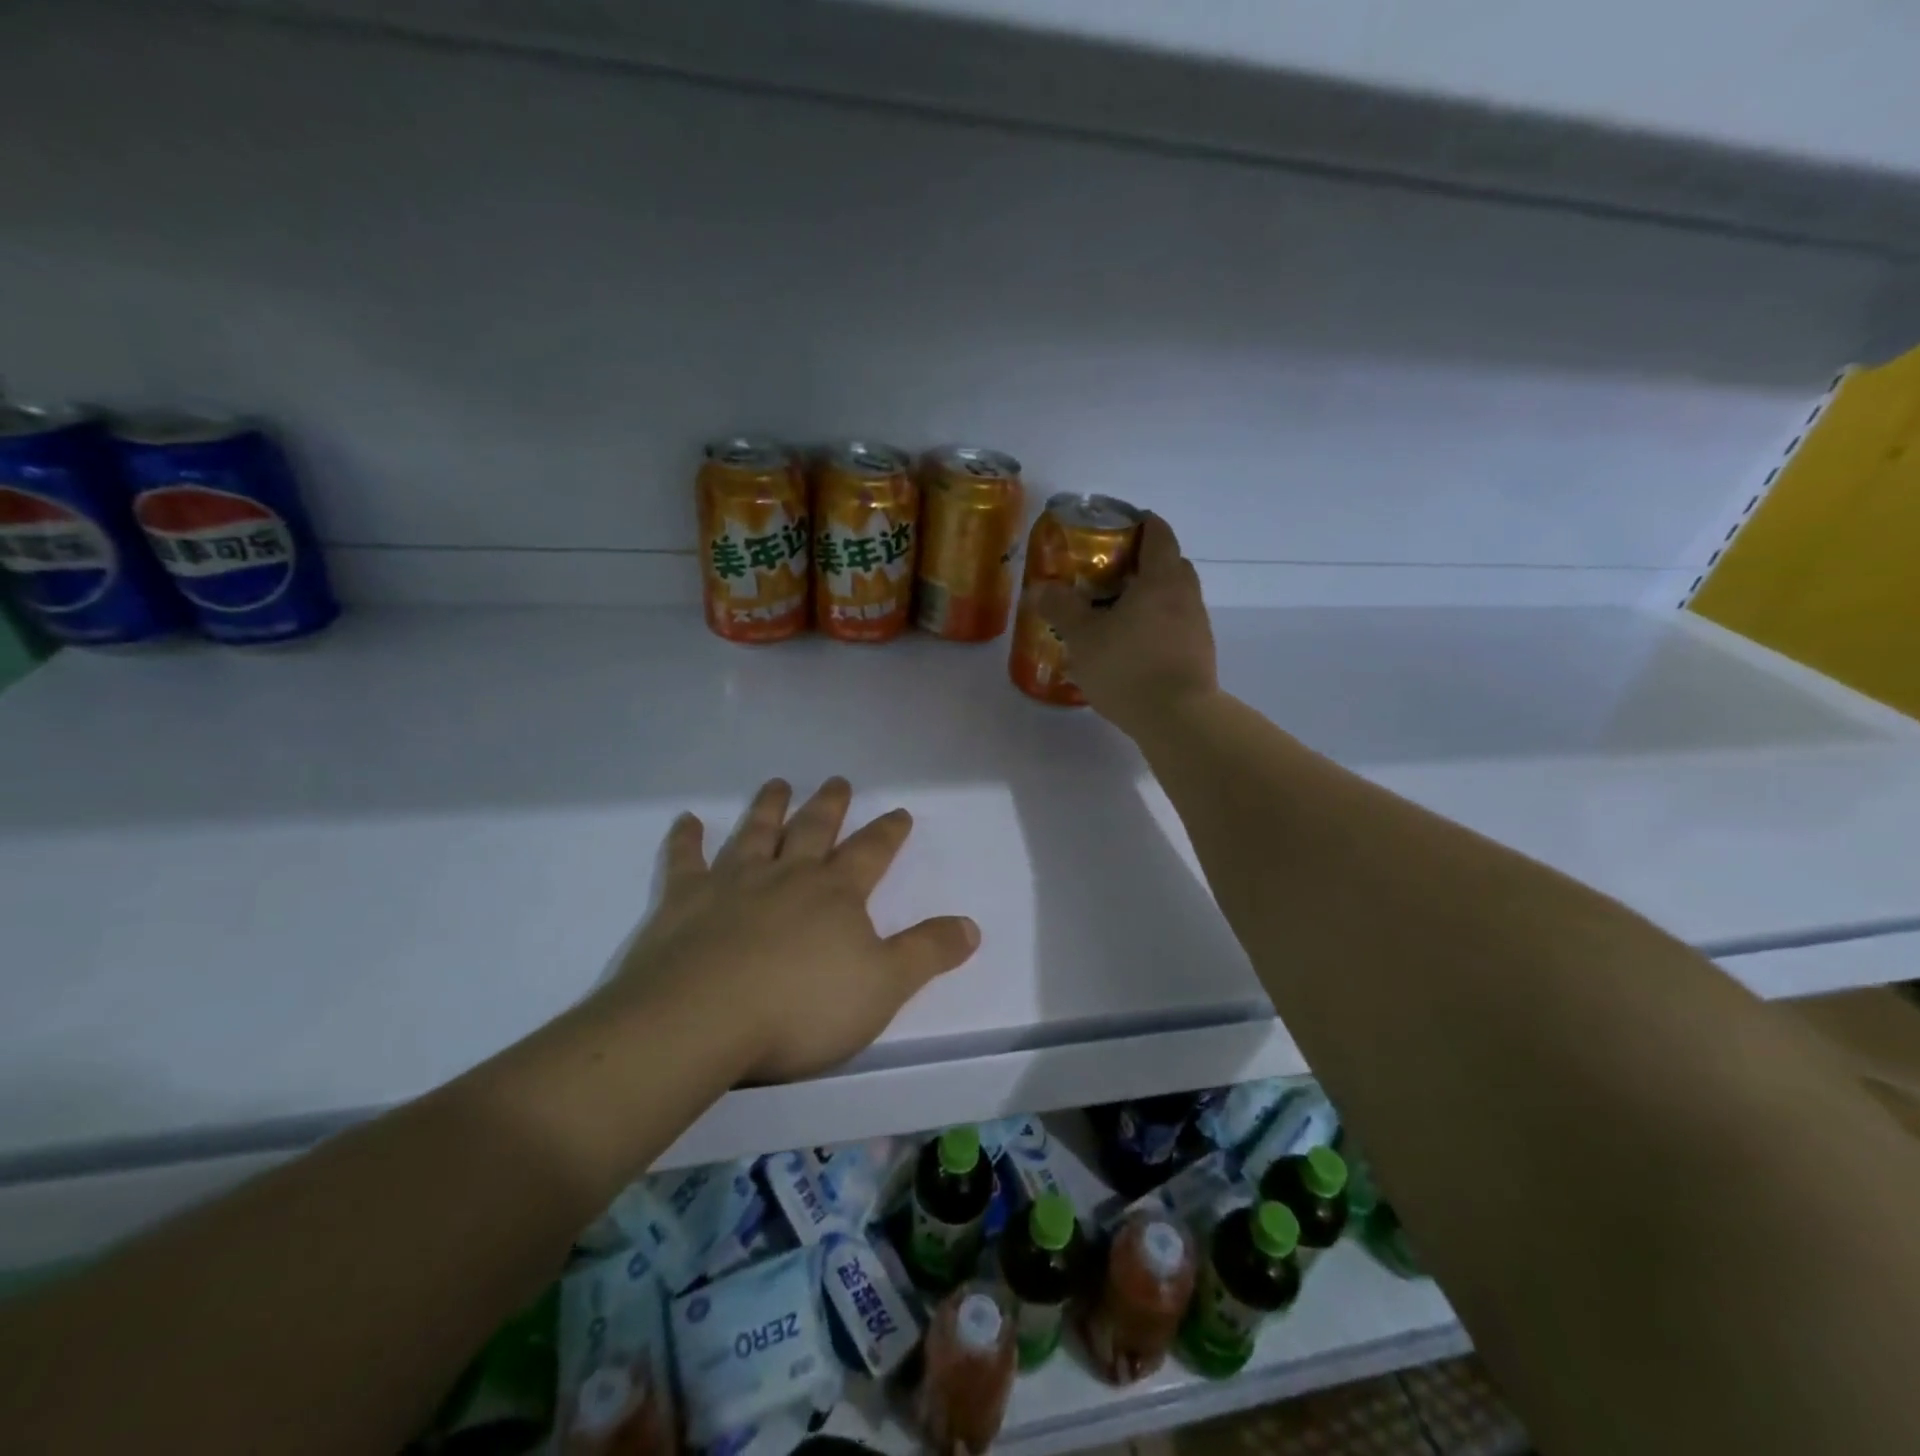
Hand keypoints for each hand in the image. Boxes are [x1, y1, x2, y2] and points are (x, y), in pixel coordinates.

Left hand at [603, 777, 979, 1082]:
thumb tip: (972, 925)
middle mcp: (787, 875)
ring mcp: (733, 883)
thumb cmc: (802, 1007)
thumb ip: (928, 952)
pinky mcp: (684, 901)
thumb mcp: (883, 986)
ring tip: (778, 784)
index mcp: (835, 893)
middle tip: (837, 781)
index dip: (888, 832)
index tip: (899, 811)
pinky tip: (687, 820)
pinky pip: (685, 861)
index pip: (871, 852)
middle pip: (813, 830)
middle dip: (829, 805)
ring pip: (756, 833)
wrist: (703, 1019)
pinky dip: (686, 839)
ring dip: (769, 807)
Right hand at [1027, 512, 1217, 735]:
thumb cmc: (1128, 667)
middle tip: (1107, 574)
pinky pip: (1174, 626)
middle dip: (1140, 563)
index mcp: (1161, 578)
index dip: (1138, 523)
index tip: (1114, 528)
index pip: (1157, 532)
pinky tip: (1130, 647)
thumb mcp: (1083, 637)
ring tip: (1114, 614)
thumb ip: (1061, 608)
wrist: (1178, 719)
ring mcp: (1197, 626)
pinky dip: (1154, 626)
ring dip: (1147, 598)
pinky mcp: (1198, 654)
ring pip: (1172, 597)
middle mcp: (1186, 595)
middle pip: (1168, 564)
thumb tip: (1040, 588)